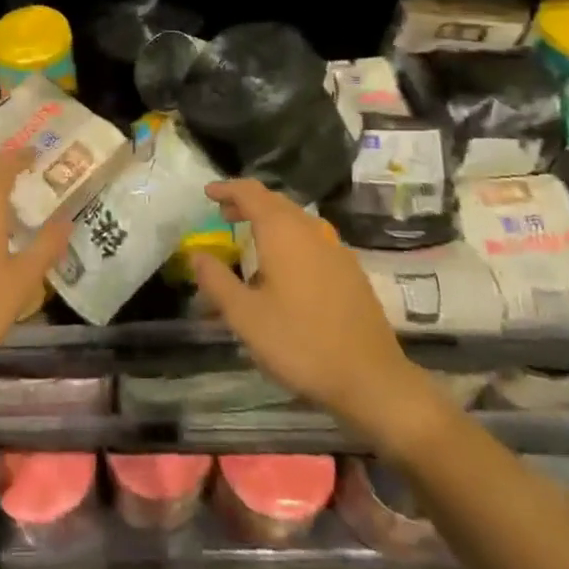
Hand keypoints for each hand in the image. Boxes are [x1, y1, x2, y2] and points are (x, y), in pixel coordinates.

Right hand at [191, 179, 438, 438]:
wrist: (372, 379)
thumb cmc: (301, 344)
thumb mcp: (246, 317)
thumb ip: (217, 281)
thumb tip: (196, 255)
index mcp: (283, 232)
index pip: (251, 193)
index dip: (227, 189)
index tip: (208, 193)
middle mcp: (311, 230)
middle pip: (275, 202)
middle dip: (247, 203)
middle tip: (223, 213)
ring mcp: (335, 249)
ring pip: (296, 220)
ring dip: (270, 221)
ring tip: (250, 238)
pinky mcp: (350, 271)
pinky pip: (312, 239)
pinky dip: (290, 238)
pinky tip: (284, 267)